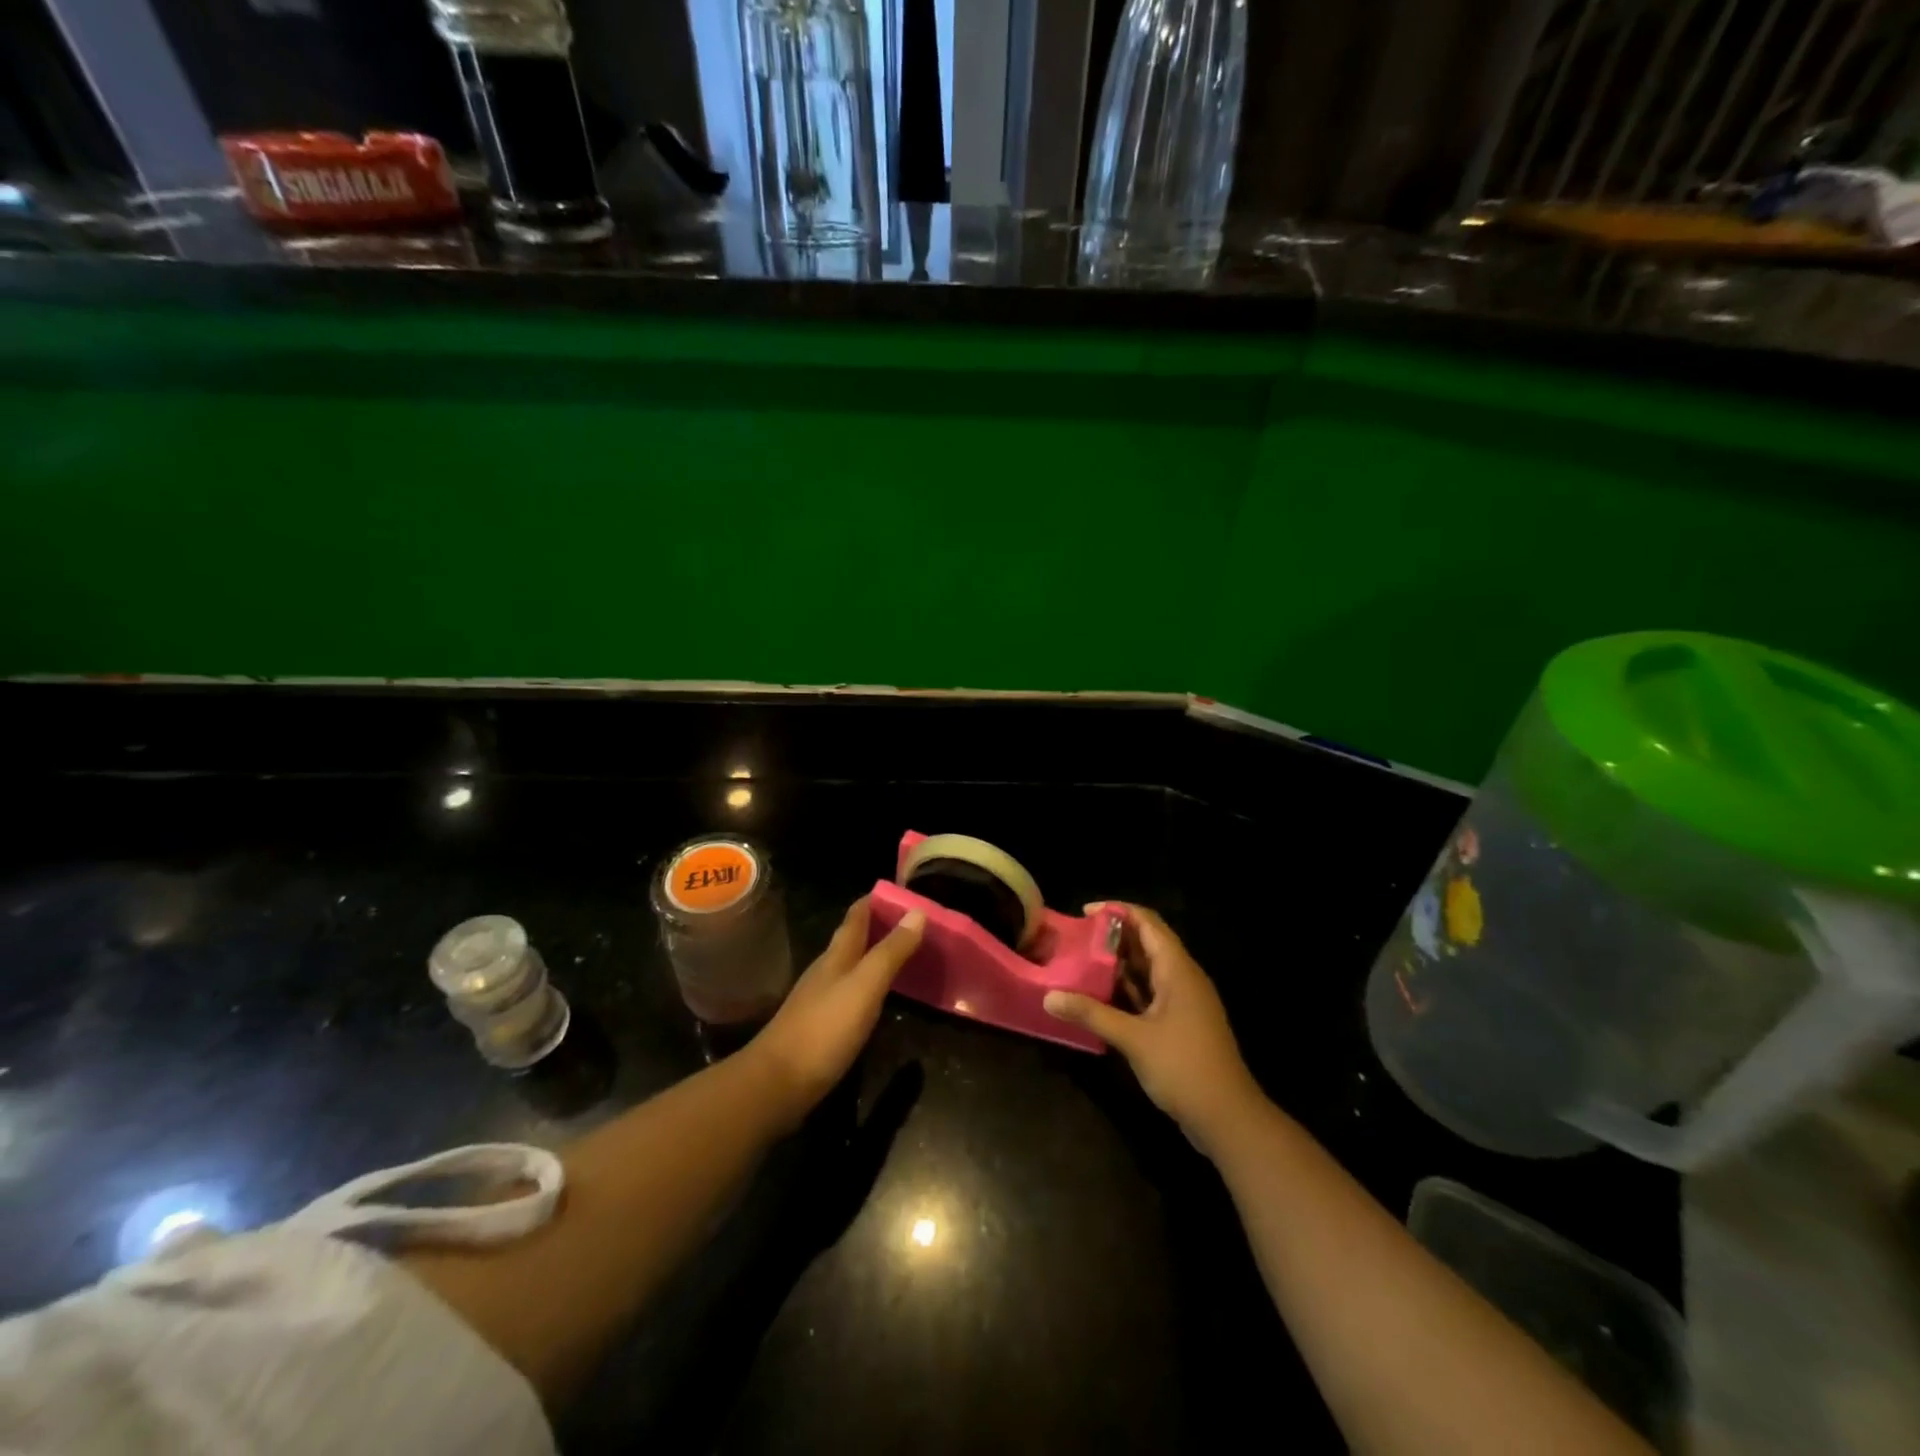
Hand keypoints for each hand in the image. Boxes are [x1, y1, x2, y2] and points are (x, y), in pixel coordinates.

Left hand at [749, 897, 924, 1127]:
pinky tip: (878, 996)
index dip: (876, 900)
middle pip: (852, 939)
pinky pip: (849, 992)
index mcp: (837, 956)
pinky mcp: (819, 1026)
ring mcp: (819, 999)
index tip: (902, 890)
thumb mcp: (865, 986)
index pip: (856, 916)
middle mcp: (826, 971)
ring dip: (874, 954)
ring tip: (903, 953)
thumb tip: (917, 911)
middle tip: (913, 922)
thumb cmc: (824, 1029)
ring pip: (850, 965)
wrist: (777, 1084)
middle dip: (879, 926)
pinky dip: (868, 984)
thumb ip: (891, 952)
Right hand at [1043, 903, 1263, 1156]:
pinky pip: (1149, 993)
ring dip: (1117, 965)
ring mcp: (1183, 1002)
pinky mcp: (1179, 1023)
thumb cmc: (1184, 1067)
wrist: (1228, 1118)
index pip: (1147, 922)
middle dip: (1113, 938)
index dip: (1117, 911)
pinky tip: (1099, 996)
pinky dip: (1126, 990)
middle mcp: (1182, 978)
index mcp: (1177, 969)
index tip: (1084, 912)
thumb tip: (1049, 997)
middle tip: (1076, 939)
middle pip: (1147, 943)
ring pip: (1147, 970)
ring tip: (1080, 963)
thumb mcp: (1133, 1038)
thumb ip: (1092, 1013)